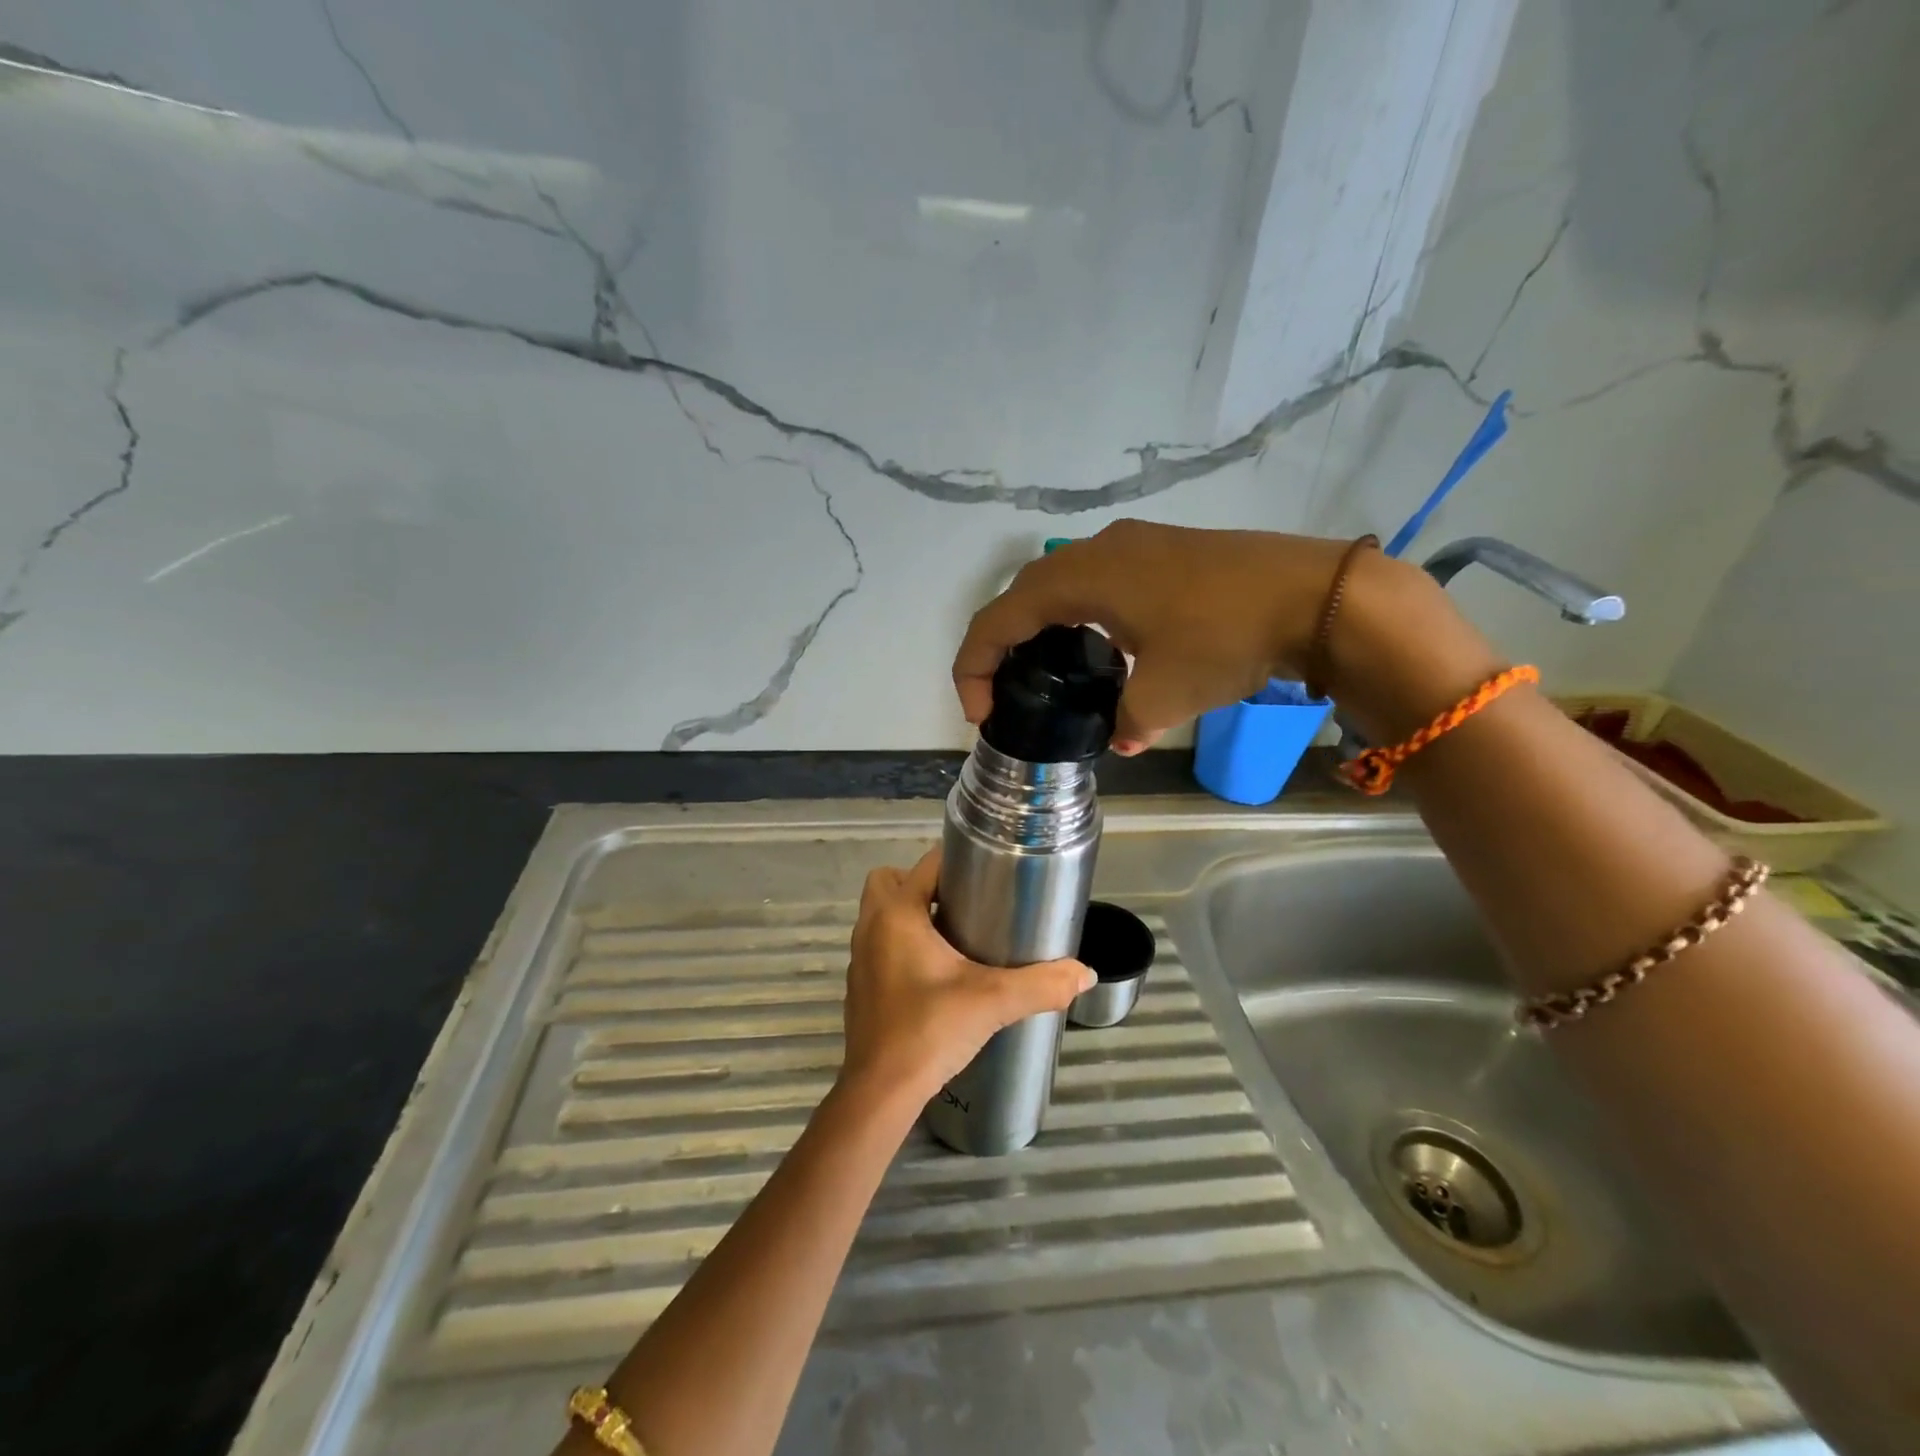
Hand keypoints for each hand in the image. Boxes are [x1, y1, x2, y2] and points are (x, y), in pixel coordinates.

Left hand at [839, 849, 1094, 1107]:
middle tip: (964, 905)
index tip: (989, 874)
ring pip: (881, 914)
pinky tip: (935, 974)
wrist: (881, 1092)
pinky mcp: (859, 986)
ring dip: (911, 915)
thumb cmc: (930, 1030)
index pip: (925, 864)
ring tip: (955, 936)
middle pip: (889, 881)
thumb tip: (1085, 974)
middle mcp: (871, 927)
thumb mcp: (993, 1002)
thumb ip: (1041, 984)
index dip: (957, 861)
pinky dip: (901, 945)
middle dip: (923, 885)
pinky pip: (880, 945)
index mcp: (897, 914)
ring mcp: (860, 957)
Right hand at [952, 520, 1351, 753]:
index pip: (998, 619)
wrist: (1315, 595)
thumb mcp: (1165, 696)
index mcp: (1080, 578)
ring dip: (1040, 626)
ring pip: (1060, 583)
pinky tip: (1101, 646)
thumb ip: (1126, 722)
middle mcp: (1096, 551)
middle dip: (1000, 645)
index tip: (980, 713)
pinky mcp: (1161, 551)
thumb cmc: (1225, 638)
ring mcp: (1132, 545)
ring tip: (1046, 672)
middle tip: (1003, 693)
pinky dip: (1078, 614)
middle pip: (1022, 595)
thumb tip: (1122, 737)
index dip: (974, 666)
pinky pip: (1096, 580)